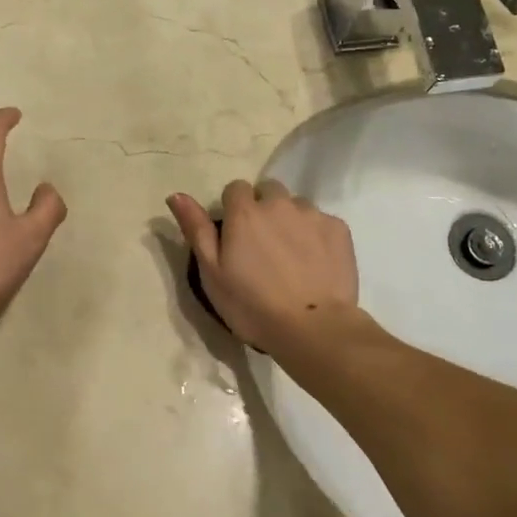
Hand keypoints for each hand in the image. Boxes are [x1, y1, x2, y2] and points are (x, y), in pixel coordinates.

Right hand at [167, 180, 360, 355]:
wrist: (312, 327)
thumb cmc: (252, 305)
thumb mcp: (212, 273)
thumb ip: (196, 229)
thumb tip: (176, 194)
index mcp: (245, 212)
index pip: (235, 188)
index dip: (234, 209)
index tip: (236, 236)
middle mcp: (279, 204)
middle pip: (269, 190)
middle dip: (264, 209)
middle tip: (264, 245)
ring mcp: (312, 214)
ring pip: (297, 206)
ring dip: (291, 221)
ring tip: (292, 256)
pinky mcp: (339, 229)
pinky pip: (323, 221)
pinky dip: (317, 235)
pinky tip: (316, 263)